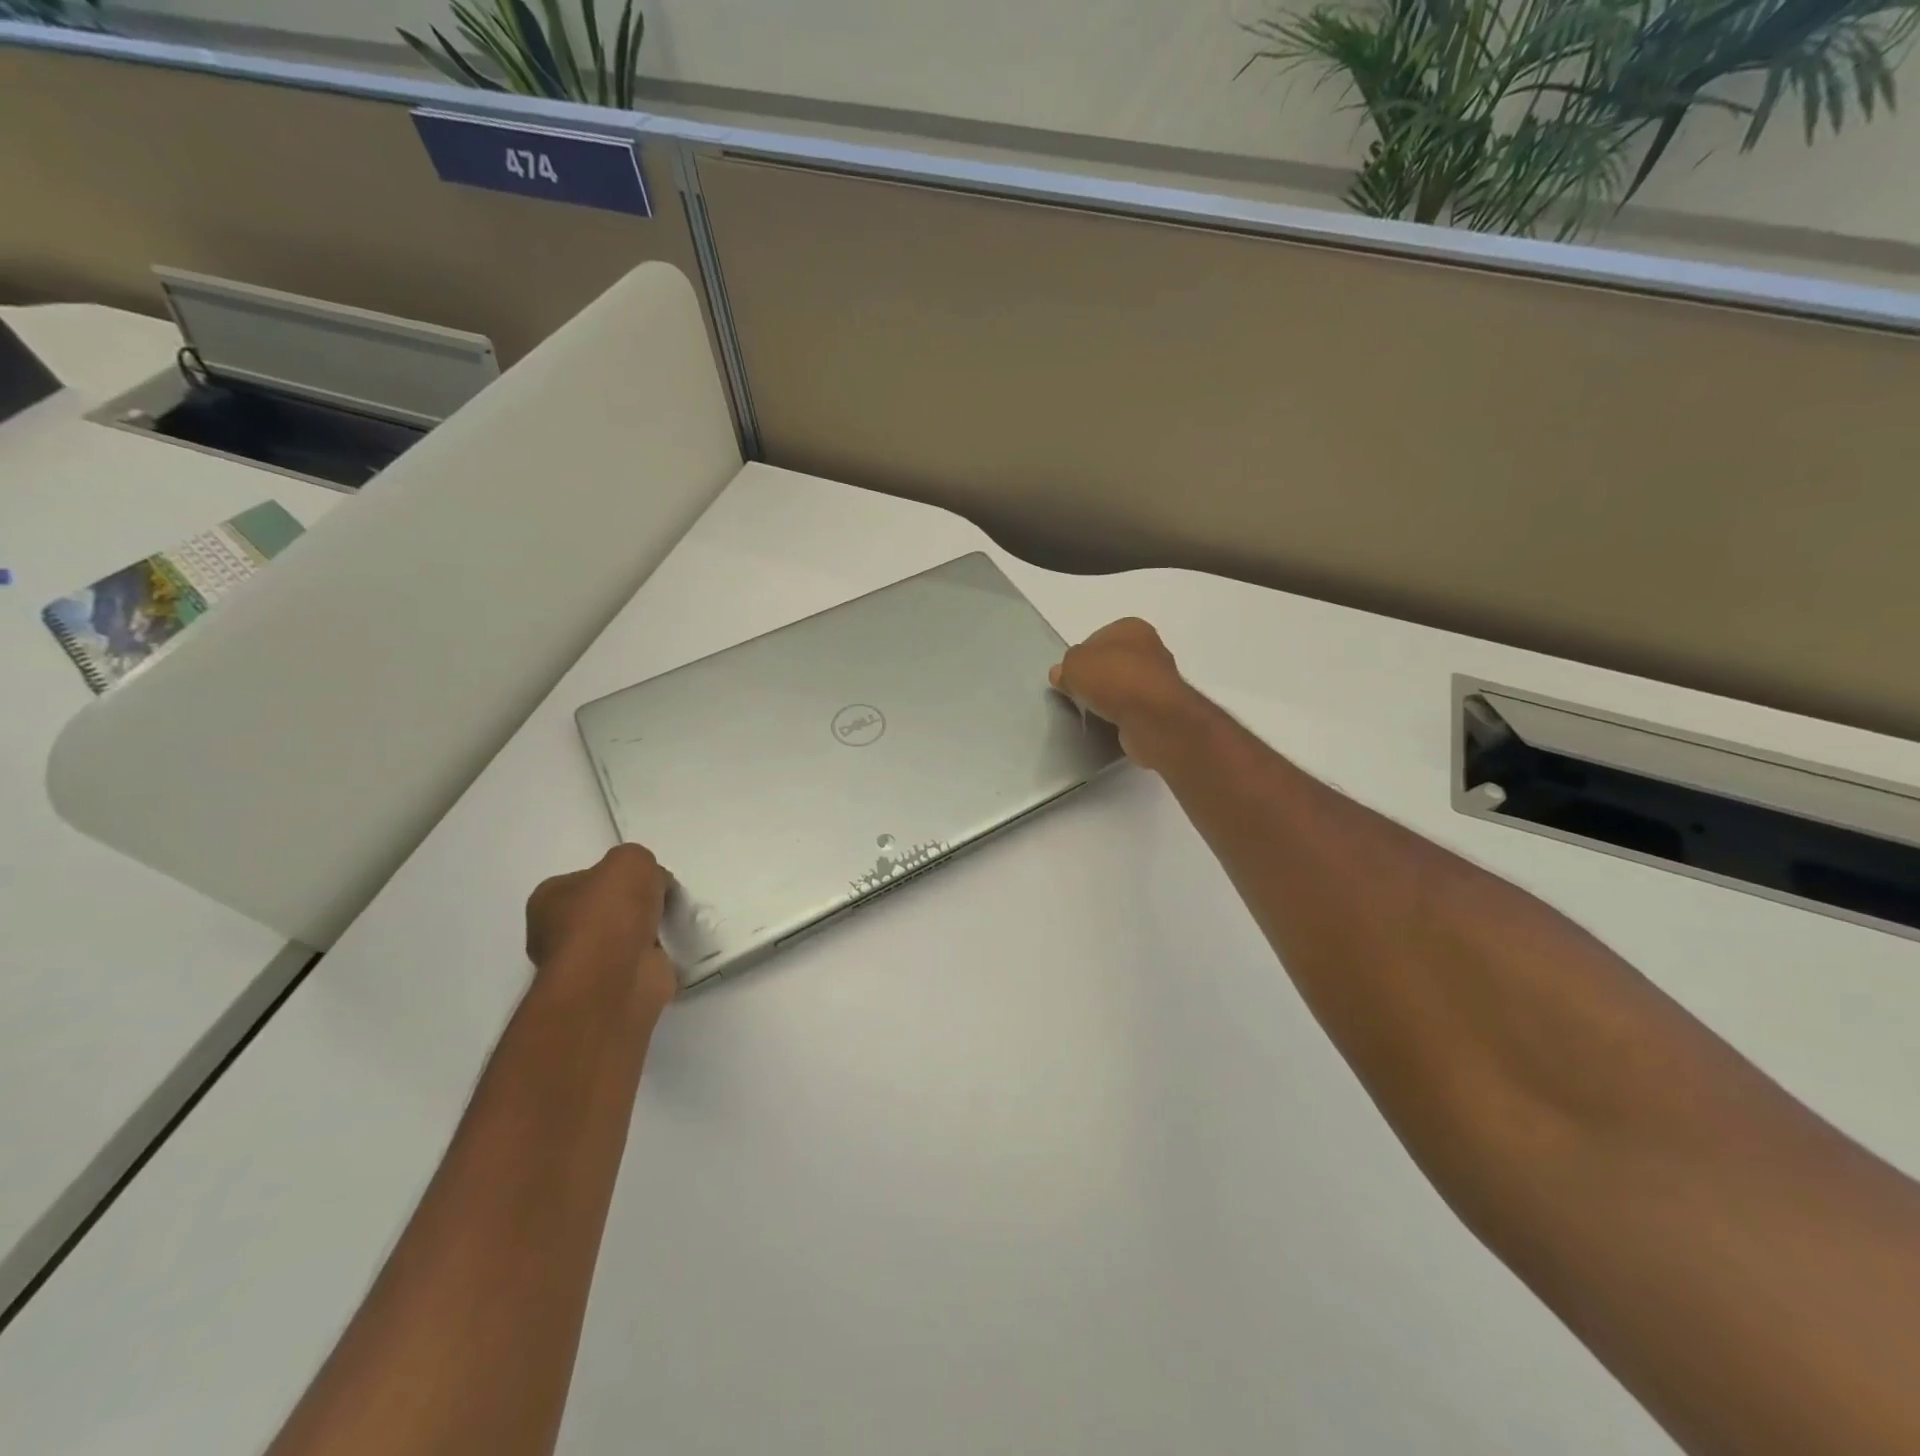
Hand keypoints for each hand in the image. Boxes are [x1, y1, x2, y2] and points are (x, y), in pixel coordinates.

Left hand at [526, 844, 675, 1006]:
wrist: (616, 977)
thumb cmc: (611, 913)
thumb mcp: (631, 860)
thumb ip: (639, 861)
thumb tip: (651, 883)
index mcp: (549, 899)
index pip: (587, 878)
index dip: (620, 876)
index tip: (647, 879)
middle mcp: (557, 932)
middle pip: (607, 908)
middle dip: (636, 906)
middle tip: (662, 901)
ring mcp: (583, 964)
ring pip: (624, 937)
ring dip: (648, 932)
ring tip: (671, 924)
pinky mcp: (610, 988)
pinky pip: (639, 962)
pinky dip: (656, 957)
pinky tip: (670, 950)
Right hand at [1050, 617, 1203, 769]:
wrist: (1151, 716)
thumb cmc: (1112, 678)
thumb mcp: (1074, 665)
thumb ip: (1065, 667)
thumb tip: (1061, 674)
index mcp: (1132, 627)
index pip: (1099, 638)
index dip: (1082, 657)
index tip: (1071, 676)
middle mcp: (1151, 648)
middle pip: (1113, 662)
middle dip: (1097, 678)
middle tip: (1079, 695)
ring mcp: (1160, 679)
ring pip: (1125, 686)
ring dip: (1111, 698)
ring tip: (1094, 712)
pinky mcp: (1164, 707)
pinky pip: (1134, 708)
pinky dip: (1123, 715)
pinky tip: (1111, 723)